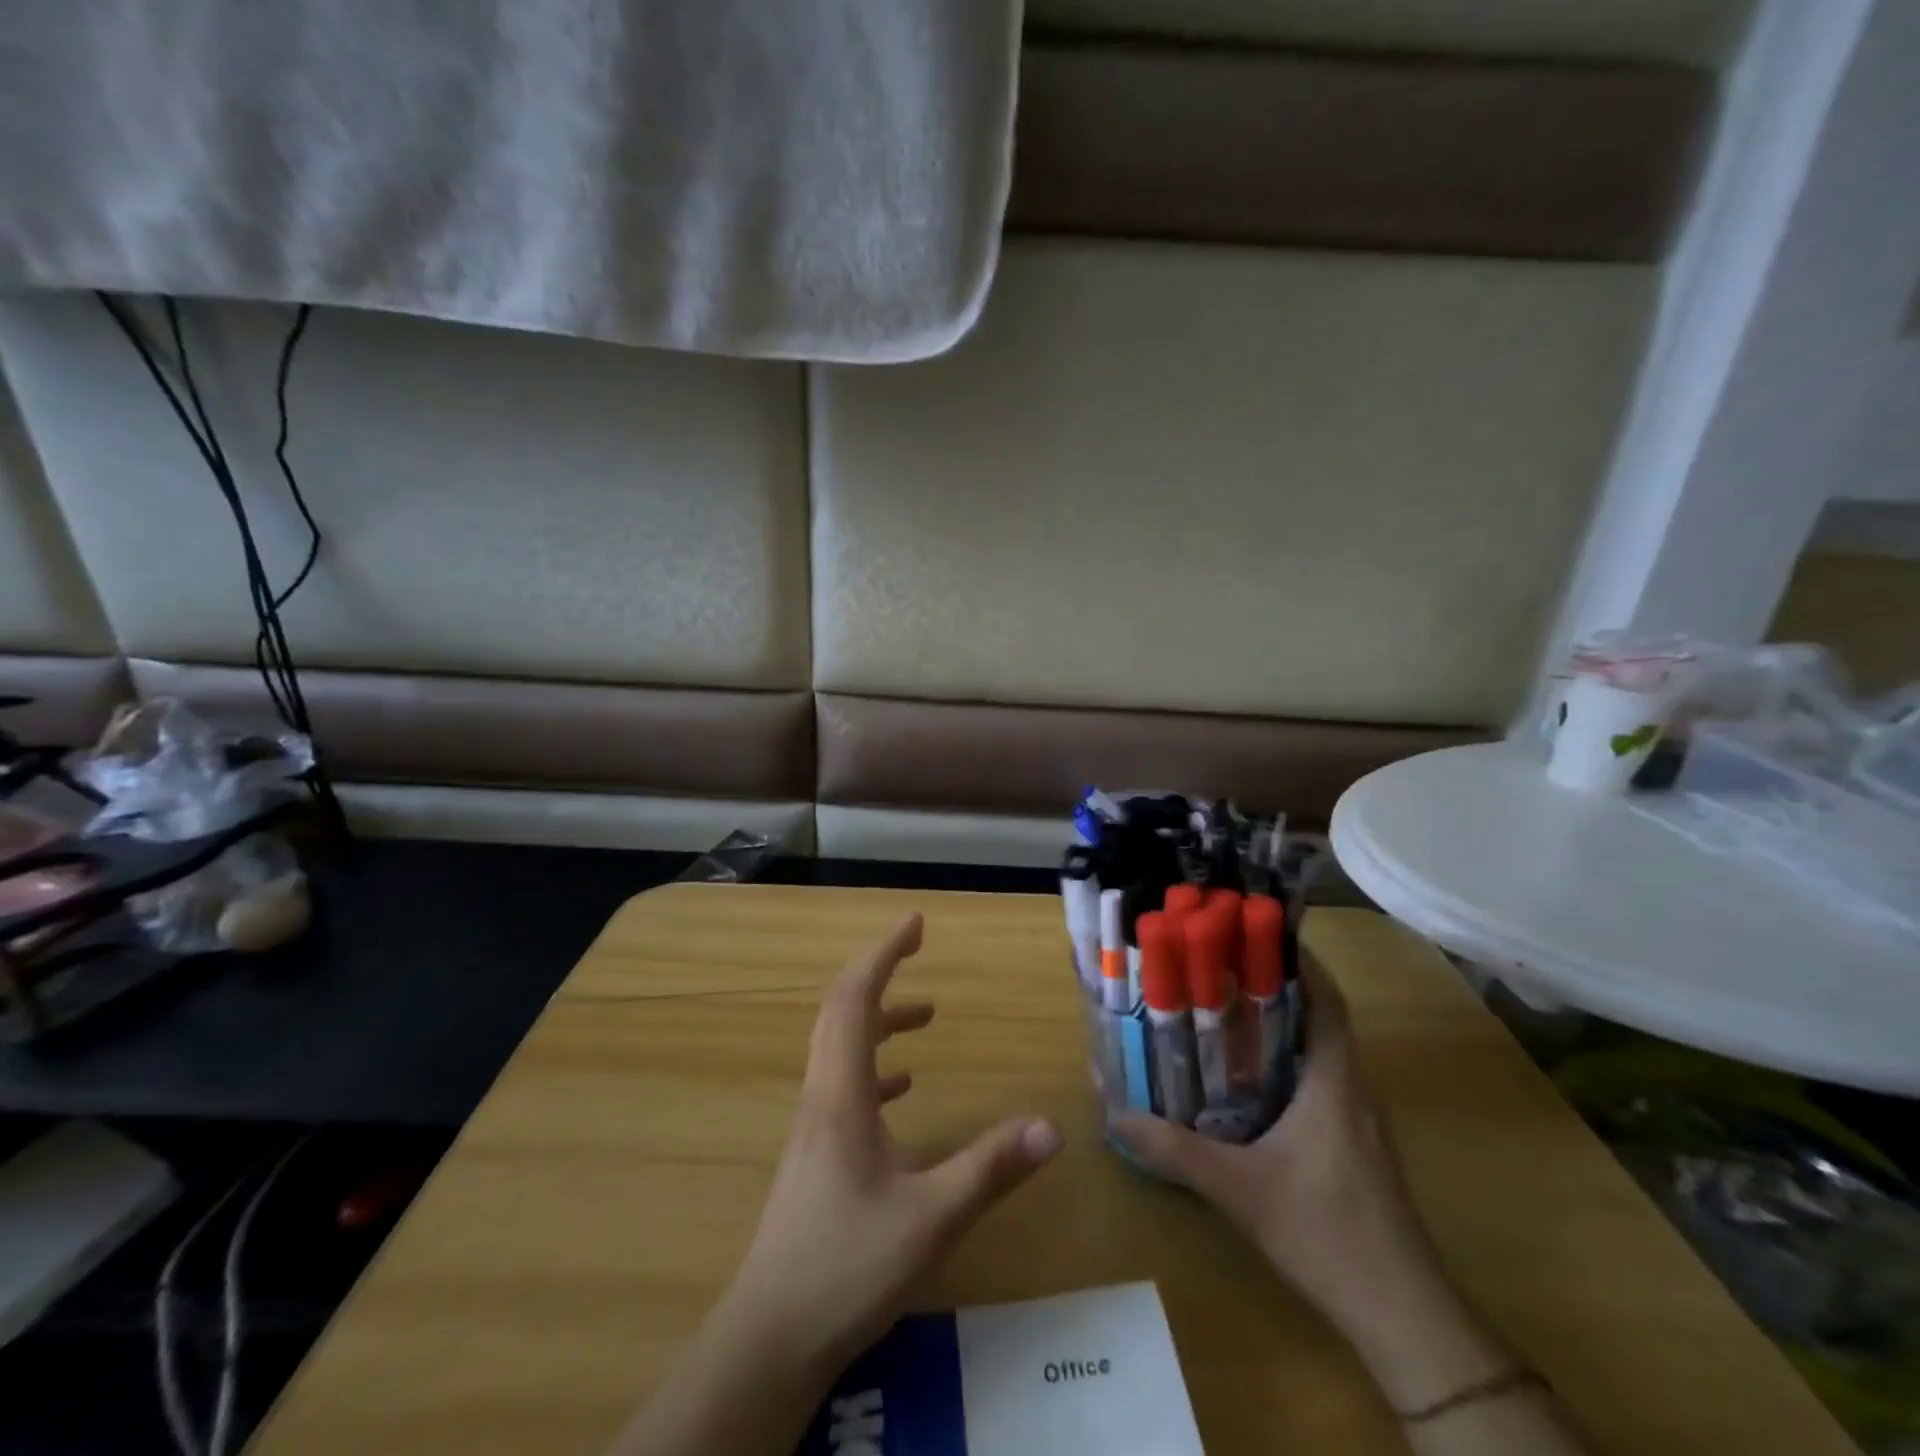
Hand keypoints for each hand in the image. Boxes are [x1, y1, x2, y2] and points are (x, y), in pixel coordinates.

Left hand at [720, 913, 1061, 1375]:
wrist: (770, 1337)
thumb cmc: (847, 1265)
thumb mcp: (931, 1216)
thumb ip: (991, 1168)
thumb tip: (1051, 1126)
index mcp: (841, 1092)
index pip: (855, 998)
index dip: (883, 953)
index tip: (914, 923)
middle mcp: (821, 1095)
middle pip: (840, 1010)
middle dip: (878, 971)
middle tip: (916, 947)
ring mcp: (814, 1124)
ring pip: (840, 1047)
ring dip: (879, 1019)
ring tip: (925, 1016)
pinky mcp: (816, 1152)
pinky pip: (844, 1083)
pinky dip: (874, 1065)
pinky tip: (903, 1087)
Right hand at [1113, 952, 1440, 1355]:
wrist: (1402, 1315)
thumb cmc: (1326, 1233)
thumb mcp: (1239, 1189)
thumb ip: (1176, 1150)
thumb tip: (1116, 1113)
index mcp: (1334, 1080)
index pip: (1325, 999)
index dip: (1297, 959)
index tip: (1253, 932)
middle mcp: (1351, 1086)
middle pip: (1319, 1015)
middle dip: (1275, 984)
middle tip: (1219, 964)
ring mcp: (1357, 1117)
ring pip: (1319, 1049)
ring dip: (1280, 1022)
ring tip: (1224, 1008)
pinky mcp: (1354, 1143)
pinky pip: (1319, 1079)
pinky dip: (1286, 1060)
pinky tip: (1246, 1077)